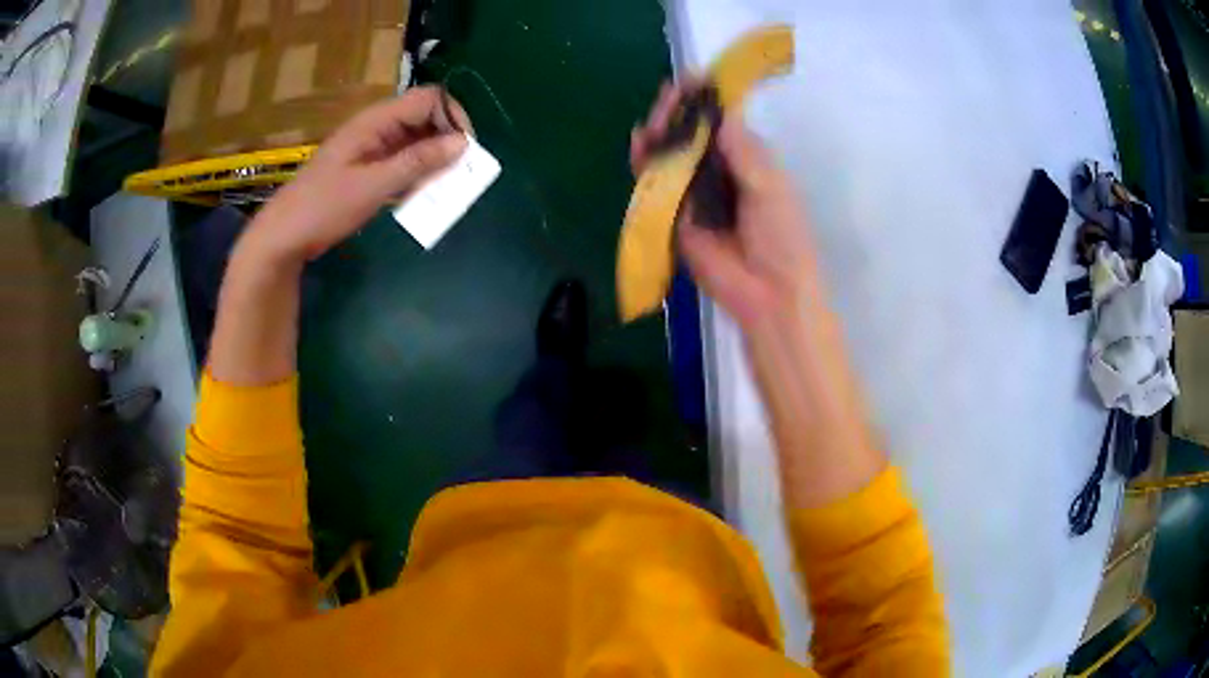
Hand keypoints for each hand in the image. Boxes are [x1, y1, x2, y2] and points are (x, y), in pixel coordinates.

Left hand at [247, 86, 473, 260]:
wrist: (284, 236)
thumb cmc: (324, 207)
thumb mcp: (374, 185)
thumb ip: (418, 162)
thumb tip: (462, 143)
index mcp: (375, 121)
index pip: (428, 99)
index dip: (452, 117)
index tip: (465, 151)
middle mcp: (376, 128)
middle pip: (424, 119)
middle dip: (445, 142)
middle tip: (457, 175)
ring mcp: (370, 149)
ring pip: (414, 143)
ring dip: (432, 162)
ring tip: (441, 190)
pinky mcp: (366, 169)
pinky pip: (401, 163)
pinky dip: (415, 176)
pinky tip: (418, 197)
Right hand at [630, 81, 815, 330]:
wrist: (766, 292)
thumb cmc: (781, 238)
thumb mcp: (770, 187)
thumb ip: (744, 151)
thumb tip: (721, 114)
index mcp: (747, 160)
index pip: (721, 121)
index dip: (705, 99)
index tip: (690, 79)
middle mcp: (718, 171)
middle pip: (691, 133)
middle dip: (677, 113)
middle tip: (668, 100)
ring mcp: (694, 192)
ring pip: (670, 154)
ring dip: (659, 133)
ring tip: (653, 121)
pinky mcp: (674, 214)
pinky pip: (656, 183)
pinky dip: (645, 163)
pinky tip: (640, 144)